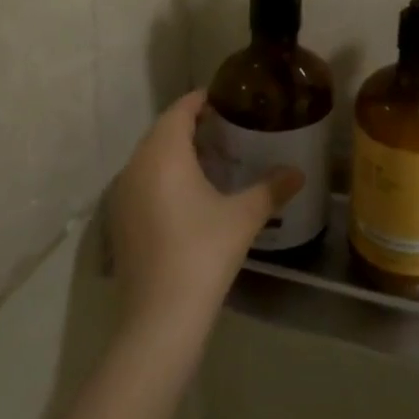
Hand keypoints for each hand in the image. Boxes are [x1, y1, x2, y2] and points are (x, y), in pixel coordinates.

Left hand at [107, 91, 303, 338]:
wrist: (159, 318)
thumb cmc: (203, 253)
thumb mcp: (244, 217)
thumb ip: (271, 188)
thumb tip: (298, 173)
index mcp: (163, 154)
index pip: (180, 110)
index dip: (202, 100)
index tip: (227, 100)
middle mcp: (136, 166)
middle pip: (163, 131)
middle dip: (191, 125)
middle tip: (226, 128)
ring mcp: (122, 195)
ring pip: (150, 157)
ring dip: (176, 151)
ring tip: (212, 158)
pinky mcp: (119, 221)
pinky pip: (142, 181)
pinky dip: (163, 176)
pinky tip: (189, 194)